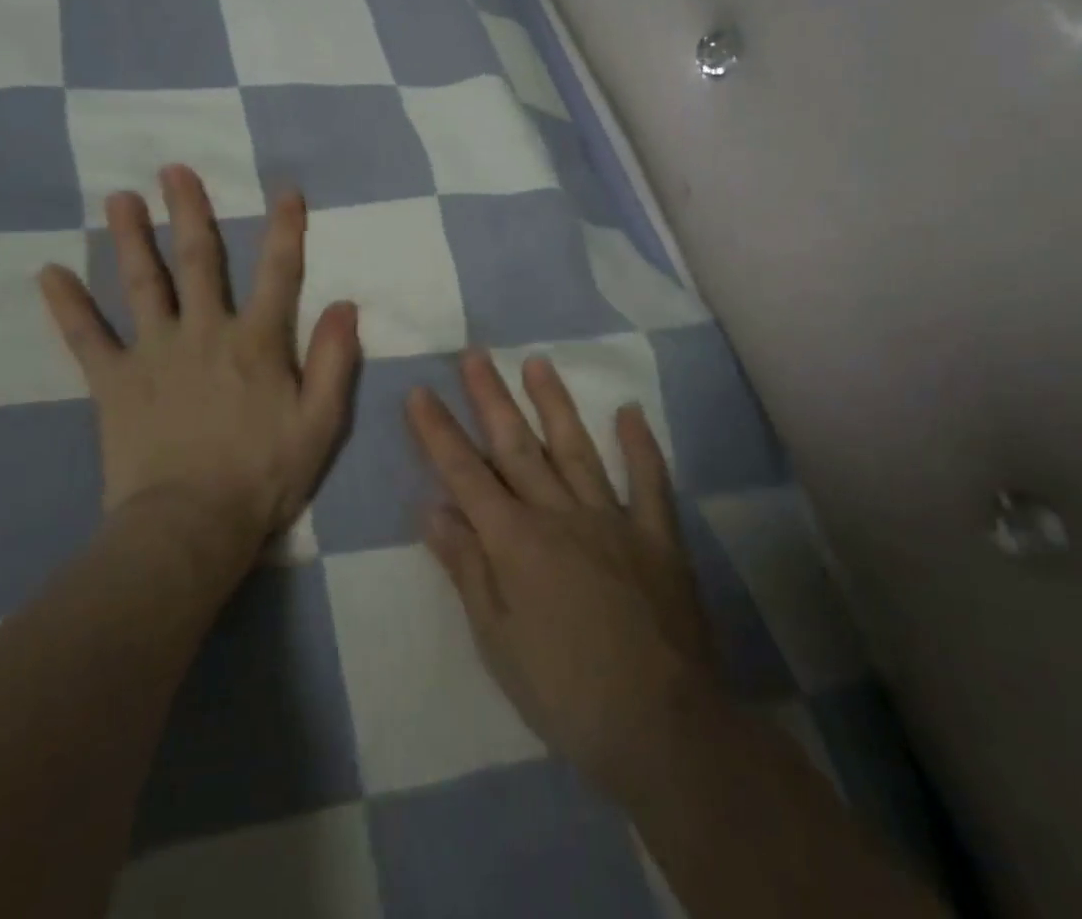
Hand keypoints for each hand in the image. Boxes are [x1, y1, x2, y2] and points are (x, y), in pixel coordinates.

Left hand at [40, 164, 360, 559]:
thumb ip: (333, 362)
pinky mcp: (114, 382)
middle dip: (189, 212)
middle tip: (173, 170)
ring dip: (131, 238)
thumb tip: (345, 304)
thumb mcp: (320, 425)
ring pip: (142, 283)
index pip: (277, 272)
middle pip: (197, 260)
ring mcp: (154, 353)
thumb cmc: (262, 477)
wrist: (189, 528)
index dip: (285, 229)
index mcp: (256, 341)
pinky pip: (86, 338)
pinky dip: (67, 306)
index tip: (285, 190)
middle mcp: (204, 332)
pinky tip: (48, 274)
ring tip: (119, 198)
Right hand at [408, 350, 720, 800]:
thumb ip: (466, 568)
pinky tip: (630, 412)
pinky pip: (648, 482)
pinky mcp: (656, 536)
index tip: (418, 392)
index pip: (464, 474)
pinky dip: (640, 446)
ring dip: (554, 404)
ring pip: (576, 449)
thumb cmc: (565, 691)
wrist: (662, 727)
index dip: (438, 432)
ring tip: (537, 363)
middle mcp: (558, 514)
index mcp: (515, 541)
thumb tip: (432, 509)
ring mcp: (611, 519)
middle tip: (474, 354)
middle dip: (490, 398)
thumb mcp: (497, 640)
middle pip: (516, 446)